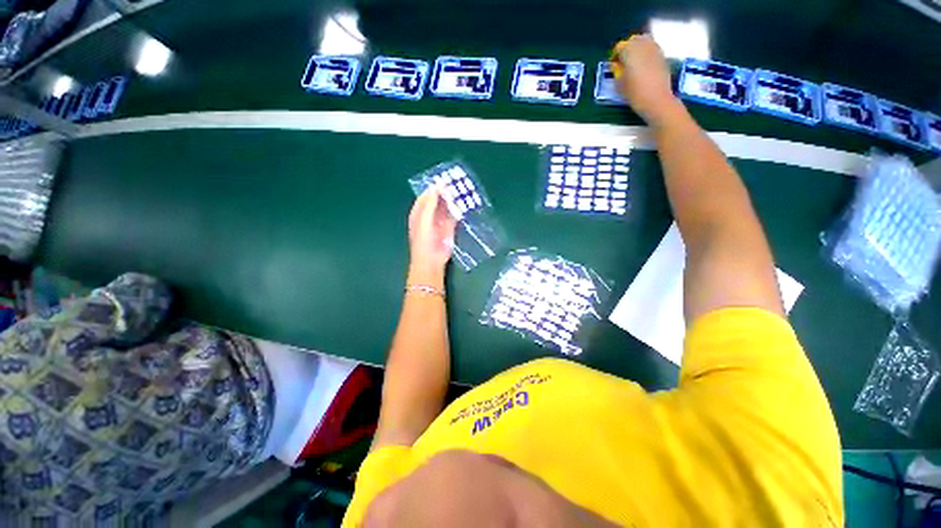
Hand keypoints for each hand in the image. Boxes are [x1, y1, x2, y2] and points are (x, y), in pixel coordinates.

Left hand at [407, 187, 457, 283]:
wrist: (431, 260)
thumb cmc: (424, 240)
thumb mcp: (424, 219)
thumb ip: (430, 204)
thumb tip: (436, 187)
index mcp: (419, 213)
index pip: (426, 196)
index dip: (433, 188)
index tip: (444, 180)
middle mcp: (429, 216)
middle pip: (437, 201)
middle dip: (445, 193)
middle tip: (455, 184)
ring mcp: (439, 223)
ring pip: (446, 208)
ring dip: (452, 201)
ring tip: (461, 191)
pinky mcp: (449, 229)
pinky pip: (454, 217)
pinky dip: (458, 211)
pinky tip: (464, 205)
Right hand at [611, 35, 681, 125]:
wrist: (657, 99)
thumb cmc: (635, 93)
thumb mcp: (619, 84)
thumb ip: (616, 70)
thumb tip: (616, 64)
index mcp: (630, 50)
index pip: (619, 47)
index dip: (615, 56)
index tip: (613, 65)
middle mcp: (643, 45)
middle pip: (633, 40)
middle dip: (627, 48)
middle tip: (623, 62)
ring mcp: (655, 48)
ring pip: (644, 41)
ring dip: (637, 49)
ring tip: (633, 63)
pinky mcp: (662, 55)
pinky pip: (652, 48)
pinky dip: (646, 53)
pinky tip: (643, 66)